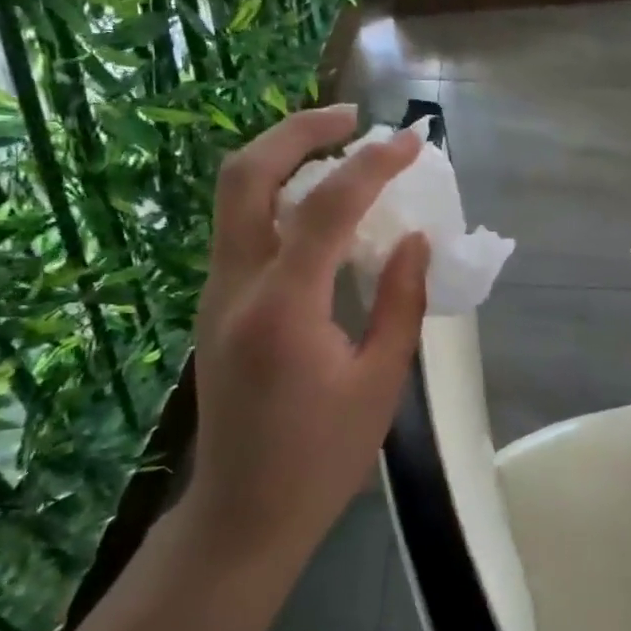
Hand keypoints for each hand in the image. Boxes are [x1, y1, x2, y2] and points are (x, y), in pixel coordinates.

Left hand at [187, 104, 430, 561]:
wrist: (243, 512)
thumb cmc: (322, 458)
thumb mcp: (380, 382)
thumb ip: (400, 302)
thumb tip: (416, 240)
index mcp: (283, 309)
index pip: (325, 209)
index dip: (372, 165)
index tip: (411, 141)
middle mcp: (235, 287)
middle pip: (246, 175)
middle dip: (298, 130)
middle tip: (352, 118)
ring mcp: (214, 294)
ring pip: (233, 196)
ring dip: (284, 157)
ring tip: (340, 148)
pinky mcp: (215, 306)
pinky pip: (241, 227)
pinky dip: (277, 196)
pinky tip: (320, 208)